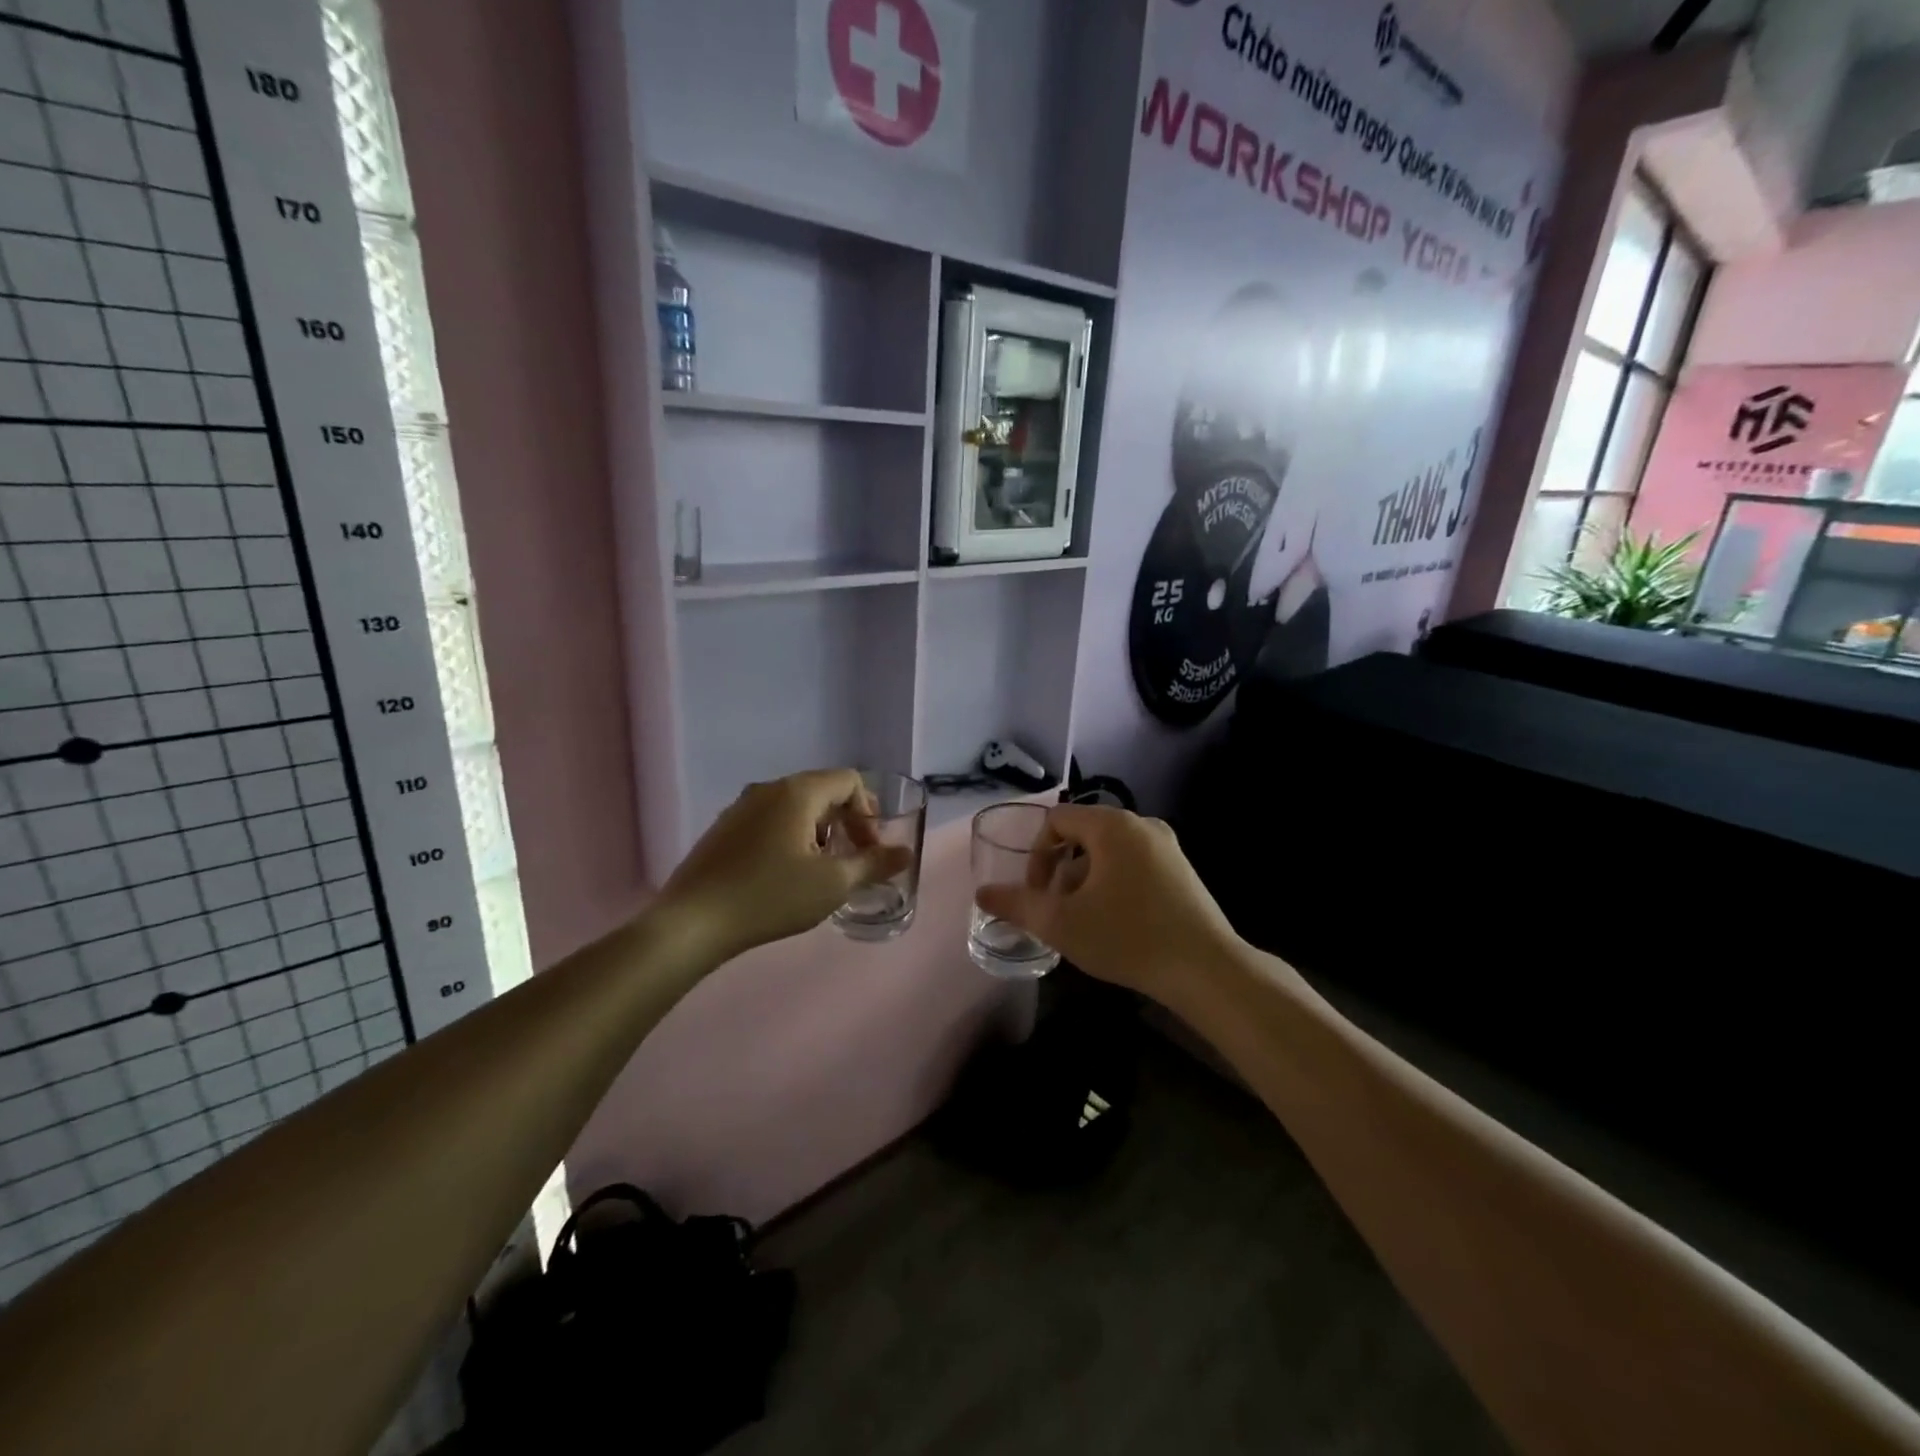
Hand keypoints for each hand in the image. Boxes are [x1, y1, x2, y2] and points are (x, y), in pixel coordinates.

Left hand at [659, 770, 912, 963]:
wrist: (692, 922)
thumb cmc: (770, 897)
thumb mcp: (832, 884)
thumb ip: (874, 864)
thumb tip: (906, 853)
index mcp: (797, 792)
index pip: (849, 781)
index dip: (869, 812)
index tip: (869, 849)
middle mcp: (768, 789)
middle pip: (822, 791)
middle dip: (846, 822)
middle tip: (852, 860)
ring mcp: (740, 807)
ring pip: (794, 807)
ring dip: (818, 831)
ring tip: (820, 871)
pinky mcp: (723, 829)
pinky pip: (769, 820)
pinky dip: (790, 837)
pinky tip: (784, 876)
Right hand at [975, 805, 1241, 1005]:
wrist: (1206, 970)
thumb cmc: (1128, 937)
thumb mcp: (1061, 923)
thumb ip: (1016, 904)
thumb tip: (982, 893)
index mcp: (1112, 825)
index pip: (1056, 820)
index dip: (1036, 856)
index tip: (1038, 895)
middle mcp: (1142, 824)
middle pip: (1082, 835)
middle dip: (1061, 871)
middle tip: (1058, 911)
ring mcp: (1167, 846)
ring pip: (1108, 852)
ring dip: (1086, 880)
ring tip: (1085, 921)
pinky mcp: (1182, 870)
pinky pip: (1134, 864)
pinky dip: (1115, 884)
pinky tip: (1118, 924)